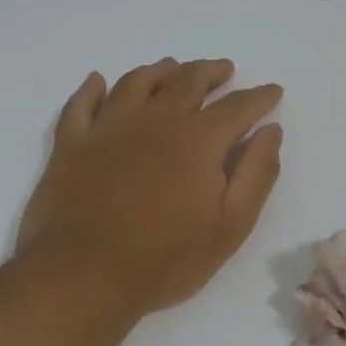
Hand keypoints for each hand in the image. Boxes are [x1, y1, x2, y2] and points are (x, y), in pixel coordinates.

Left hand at [17, 58, 282, 318]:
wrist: (82, 278)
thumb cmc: (166, 258)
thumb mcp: (231, 225)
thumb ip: (256, 173)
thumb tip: (270, 131)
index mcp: (199, 139)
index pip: (238, 106)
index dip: (260, 96)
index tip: (273, 91)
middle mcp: (156, 119)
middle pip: (188, 80)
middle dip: (211, 71)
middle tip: (224, 70)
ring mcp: (109, 127)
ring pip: (138, 82)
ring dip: (160, 70)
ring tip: (172, 68)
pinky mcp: (72, 143)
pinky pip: (82, 103)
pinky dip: (93, 88)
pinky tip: (99, 82)